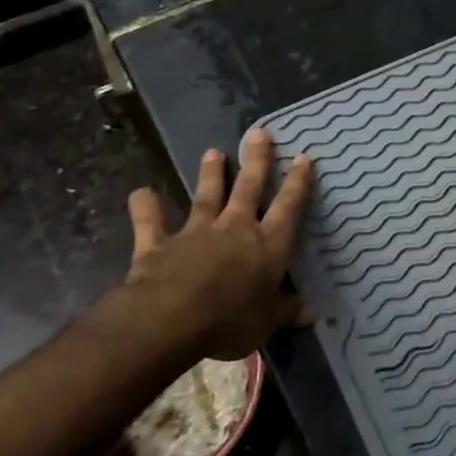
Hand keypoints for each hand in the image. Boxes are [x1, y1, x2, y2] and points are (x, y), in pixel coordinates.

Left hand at [117, 128, 314, 359]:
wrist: (172, 319)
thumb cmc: (231, 321)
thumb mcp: (268, 323)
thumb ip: (288, 311)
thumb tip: (315, 312)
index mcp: (268, 245)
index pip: (289, 207)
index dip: (298, 182)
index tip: (304, 157)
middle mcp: (236, 229)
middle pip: (249, 188)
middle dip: (256, 160)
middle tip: (258, 132)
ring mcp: (196, 233)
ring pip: (206, 197)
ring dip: (210, 174)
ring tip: (212, 152)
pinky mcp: (159, 244)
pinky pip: (150, 223)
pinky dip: (145, 207)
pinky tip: (140, 192)